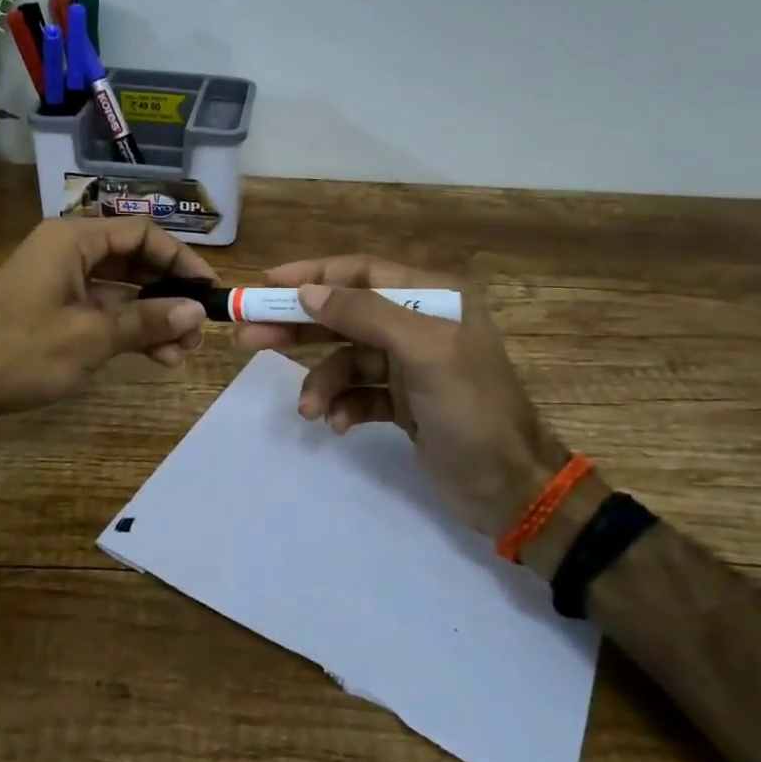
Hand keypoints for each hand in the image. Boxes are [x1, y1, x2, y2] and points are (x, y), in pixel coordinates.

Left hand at [0, 217, 213, 421]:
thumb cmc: (21, 351)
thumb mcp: (92, 337)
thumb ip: (148, 320)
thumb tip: (196, 312)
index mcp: (73, 240)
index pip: (142, 234)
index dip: (181, 259)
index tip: (208, 289)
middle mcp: (68, 251)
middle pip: (133, 260)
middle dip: (169, 293)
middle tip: (198, 327)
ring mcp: (59, 280)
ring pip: (120, 289)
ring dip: (152, 317)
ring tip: (181, 353)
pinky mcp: (54, 307)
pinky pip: (101, 308)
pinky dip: (127, 328)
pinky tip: (155, 356)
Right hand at [234, 255, 566, 537]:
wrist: (511, 489)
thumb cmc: (472, 410)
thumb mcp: (424, 352)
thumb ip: (366, 314)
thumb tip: (309, 292)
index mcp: (434, 297)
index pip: (361, 272)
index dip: (313, 275)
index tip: (267, 284)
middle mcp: (419, 323)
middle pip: (345, 313)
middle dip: (299, 326)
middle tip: (250, 336)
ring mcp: (410, 365)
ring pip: (346, 358)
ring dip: (322, 381)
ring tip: (309, 410)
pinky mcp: (403, 402)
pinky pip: (358, 392)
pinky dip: (343, 405)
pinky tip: (338, 425)